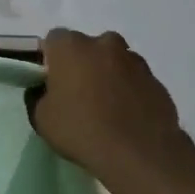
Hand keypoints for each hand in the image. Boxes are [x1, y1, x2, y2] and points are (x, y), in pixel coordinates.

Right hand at [33, 29, 186, 182]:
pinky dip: (129, 92)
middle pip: (87, 47)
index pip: (54, 39)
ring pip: (114, 62)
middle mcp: (104, 43)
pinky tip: (126, 118)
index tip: (50, 81)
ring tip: (105, 109)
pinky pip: (135, 81)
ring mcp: (135, 61)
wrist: (139, 154)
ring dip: (108, 76)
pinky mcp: (157, 81)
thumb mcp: (41, 118)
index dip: (50, 59)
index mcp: (71, 46)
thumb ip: (38, 96)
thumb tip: (43, 91)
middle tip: (77, 94)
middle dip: (82, 64)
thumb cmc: (81, 129)